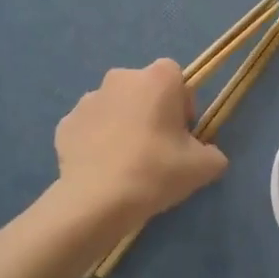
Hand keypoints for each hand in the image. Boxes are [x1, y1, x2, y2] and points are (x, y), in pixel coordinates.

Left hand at [55, 60, 227, 226]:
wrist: (98, 201)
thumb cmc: (157, 171)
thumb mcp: (205, 166)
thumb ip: (213, 153)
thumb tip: (207, 154)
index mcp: (157, 78)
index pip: (176, 76)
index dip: (182, 103)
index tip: (183, 133)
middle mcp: (120, 78)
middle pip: (143, 89)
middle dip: (151, 111)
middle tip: (158, 148)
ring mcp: (88, 100)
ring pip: (115, 107)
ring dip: (123, 124)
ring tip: (128, 162)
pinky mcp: (65, 124)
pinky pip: (90, 128)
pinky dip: (97, 141)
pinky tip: (104, 169)